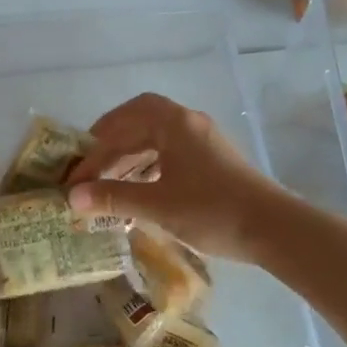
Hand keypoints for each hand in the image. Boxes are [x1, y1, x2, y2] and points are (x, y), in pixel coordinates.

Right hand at [65, 93, 287, 260]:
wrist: (274, 229)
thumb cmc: (211, 210)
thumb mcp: (156, 205)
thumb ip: (113, 197)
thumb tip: (72, 196)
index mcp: (174, 124)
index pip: (125, 117)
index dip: (96, 138)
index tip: (78, 166)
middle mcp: (189, 125)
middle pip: (139, 126)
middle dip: (110, 150)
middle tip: (87, 174)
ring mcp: (204, 143)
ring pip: (156, 142)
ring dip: (129, 160)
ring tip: (107, 185)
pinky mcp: (214, 163)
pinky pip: (171, 156)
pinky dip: (148, 170)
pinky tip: (138, 193)